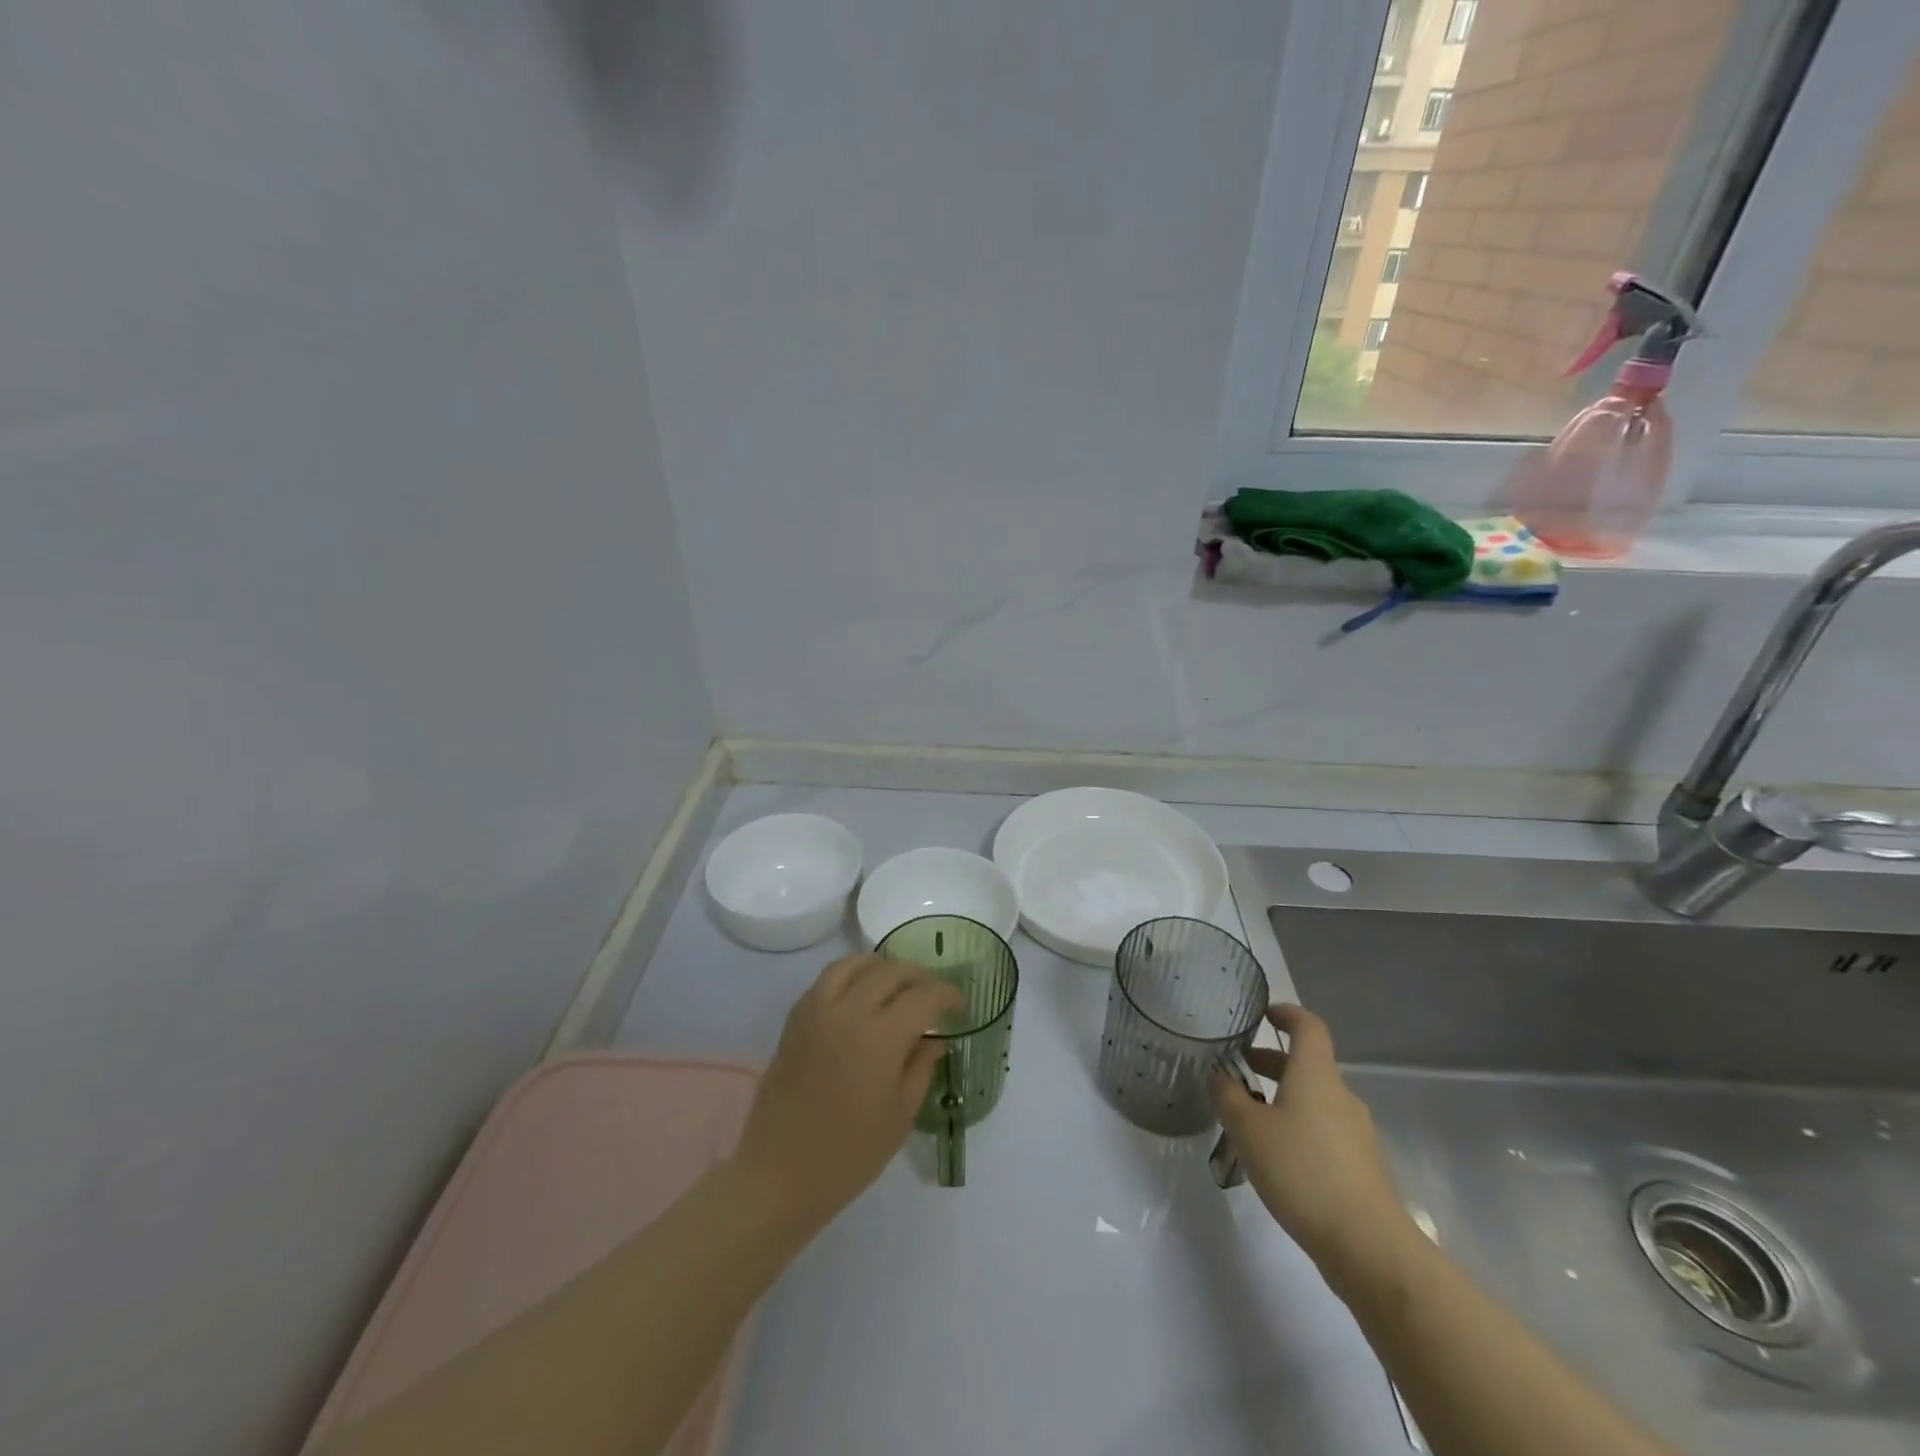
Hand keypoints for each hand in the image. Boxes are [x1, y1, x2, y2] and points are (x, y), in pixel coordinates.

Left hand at [732, 954, 962, 1229]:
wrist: (778, 1174)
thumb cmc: (848, 1156)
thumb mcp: (899, 1116)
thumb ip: (921, 1068)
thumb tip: (936, 1039)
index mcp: (880, 1038)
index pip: (923, 996)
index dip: (947, 994)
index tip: (959, 1004)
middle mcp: (848, 1012)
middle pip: (890, 972)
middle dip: (919, 976)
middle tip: (933, 992)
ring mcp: (817, 1011)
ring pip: (853, 964)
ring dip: (881, 966)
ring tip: (896, 981)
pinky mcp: (795, 1020)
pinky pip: (825, 980)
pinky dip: (849, 975)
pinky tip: (859, 993)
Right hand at [1210, 1005, 1410, 1286]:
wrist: (1368, 1245)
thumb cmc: (1302, 1171)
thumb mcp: (1248, 1130)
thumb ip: (1228, 1097)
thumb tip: (1218, 1075)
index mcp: (1316, 1075)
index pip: (1308, 1027)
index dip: (1287, 1014)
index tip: (1264, 1014)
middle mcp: (1340, 1095)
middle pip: (1308, 1064)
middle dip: (1273, 1062)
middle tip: (1239, 1069)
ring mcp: (1355, 1133)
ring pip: (1315, 1099)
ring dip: (1284, 1096)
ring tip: (1250, 1117)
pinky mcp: (1360, 1166)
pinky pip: (1324, 1129)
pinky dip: (1298, 1126)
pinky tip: (1276, 1155)